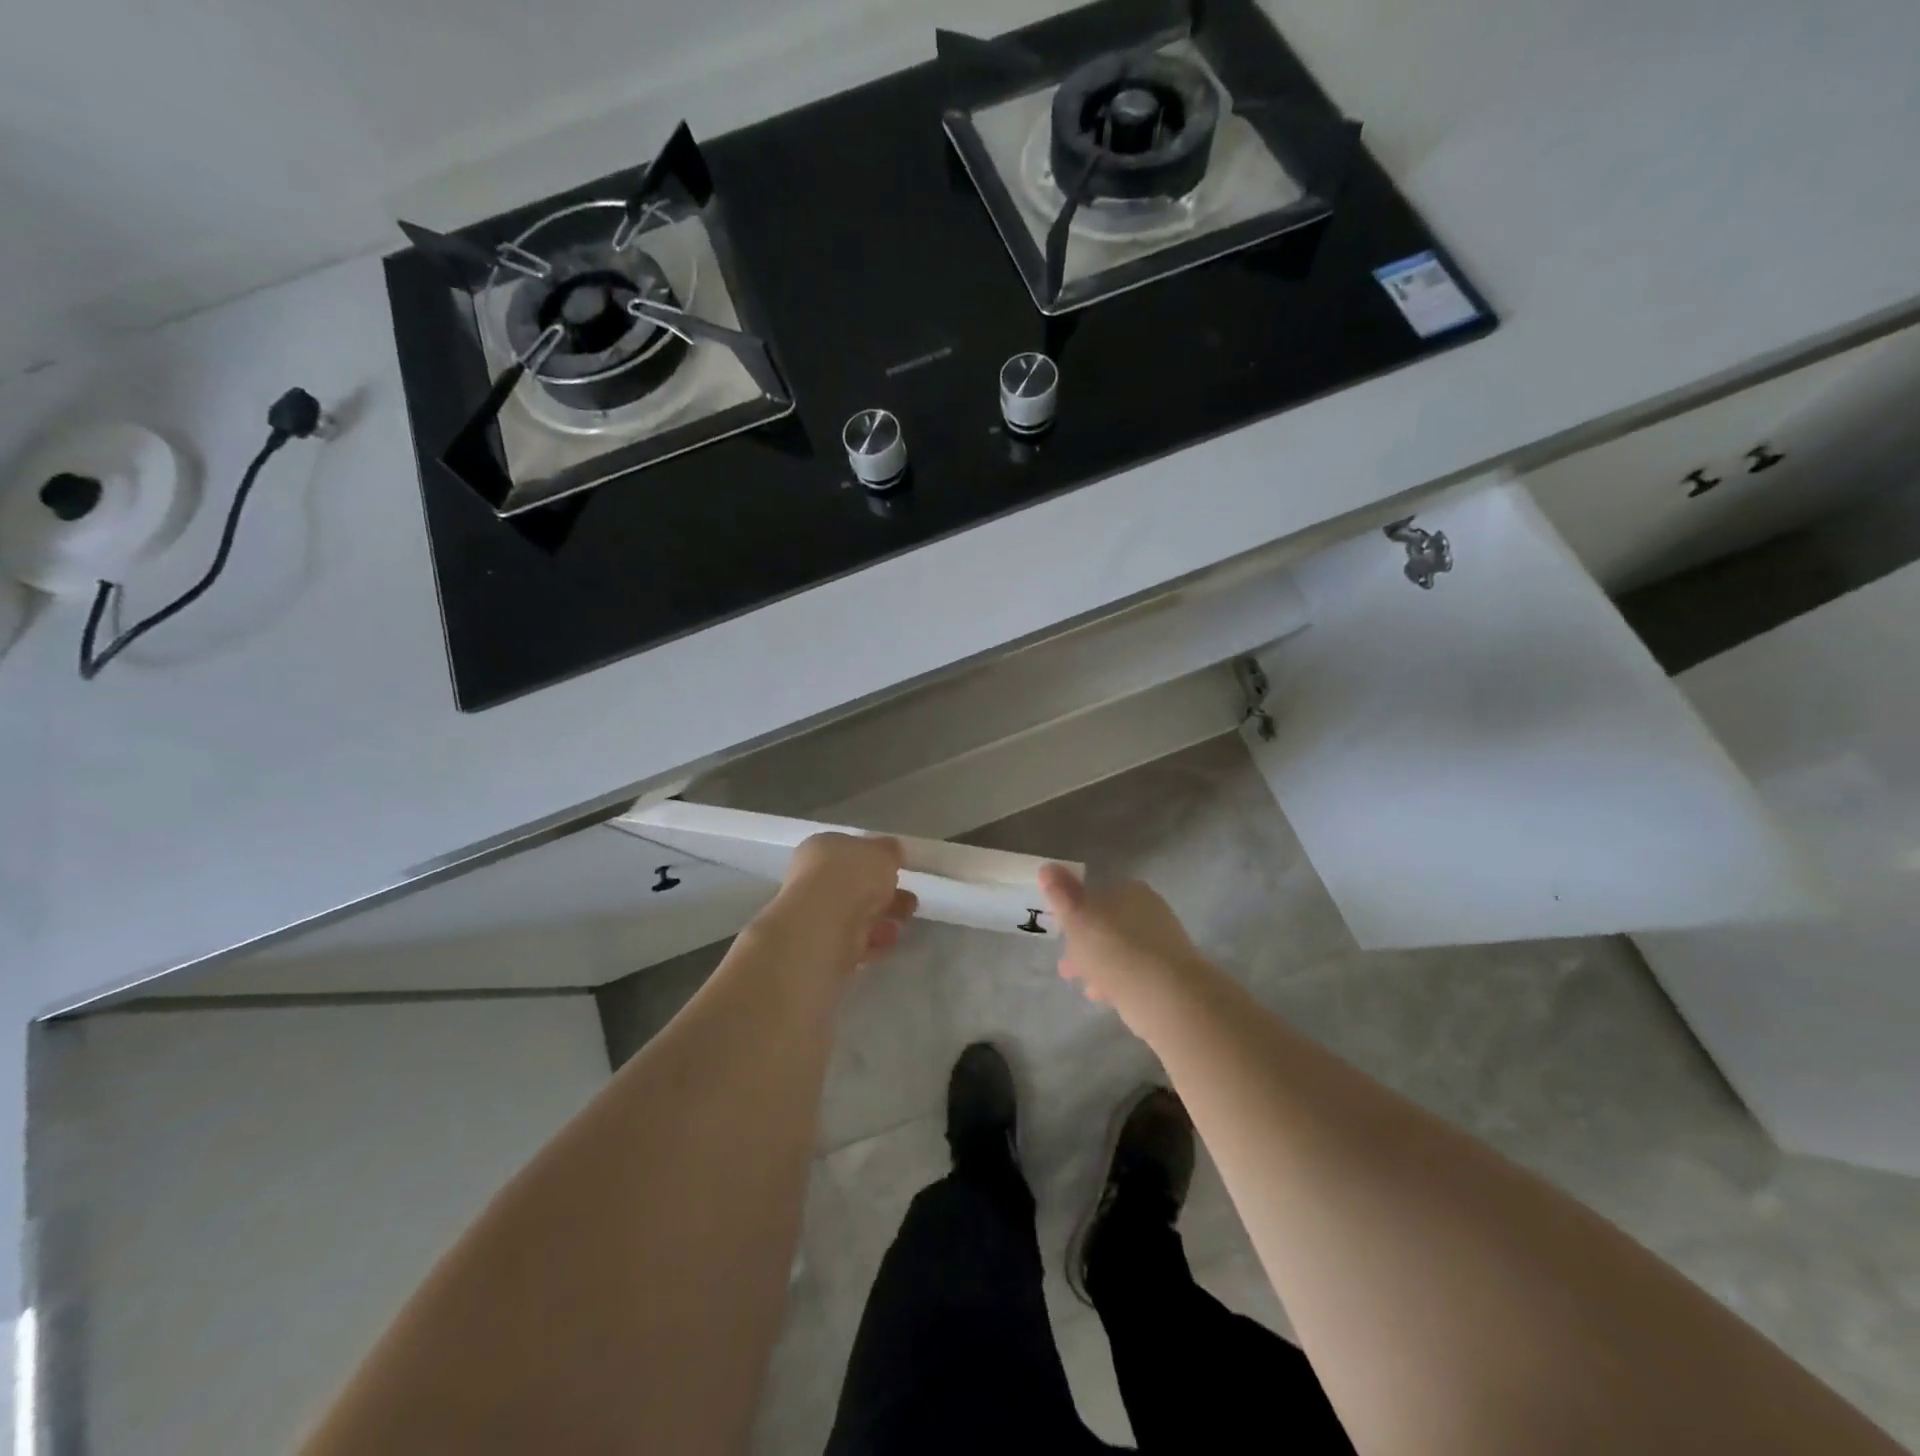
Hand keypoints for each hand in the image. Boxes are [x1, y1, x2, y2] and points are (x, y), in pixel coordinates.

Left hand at [760, 833, 917, 973]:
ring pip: (856, 914)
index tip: (898, 870)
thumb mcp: (883, 851)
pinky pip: (854, 940)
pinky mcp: (822, 945)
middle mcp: (813, 879)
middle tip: (910, 900)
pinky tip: (890, 940)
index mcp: (820, 848)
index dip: (875, 859)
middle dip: (885, 894)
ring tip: (905, 921)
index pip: (849, 851)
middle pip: (855, 885)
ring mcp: (815, 914)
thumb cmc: (852, 876)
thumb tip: (892, 851)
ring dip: (883, 918)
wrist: (824, 925)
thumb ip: (890, 850)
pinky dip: (874, 940)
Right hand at [1039, 864, 1211, 1020]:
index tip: (1061, 933)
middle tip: (1066, 965)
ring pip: (1119, 951)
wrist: (1165, 995)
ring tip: (1081, 984)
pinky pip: (1133, 973)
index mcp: (1130, 891)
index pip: (1098, 895)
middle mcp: (1150, 911)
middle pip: (1108, 925)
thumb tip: (1046, 867)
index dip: (1075, 913)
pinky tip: (1103, 996)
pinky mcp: (1169, 975)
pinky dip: (1116, 981)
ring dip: (1098, 965)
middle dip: (1085, 943)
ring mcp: (1162, 944)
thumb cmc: (1114, 949)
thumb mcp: (1077, 918)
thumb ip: (1060, 893)